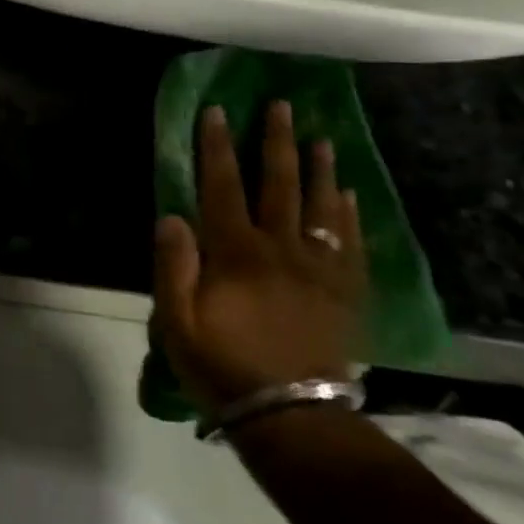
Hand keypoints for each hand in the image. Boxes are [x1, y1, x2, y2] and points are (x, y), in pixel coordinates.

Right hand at [151, 101, 365, 410]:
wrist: (292, 418)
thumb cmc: (222, 366)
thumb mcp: (176, 321)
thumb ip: (172, 265)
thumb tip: (172, 215)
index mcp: (235, 252)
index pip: (222, 185)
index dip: (217, 146)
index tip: (217, 111)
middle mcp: (280, 249)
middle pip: (278, 184)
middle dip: (276, 141)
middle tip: (282, 106)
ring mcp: (318, 270)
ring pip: (320, 207)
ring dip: (319, 169)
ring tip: (322, 138)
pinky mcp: (345, 294)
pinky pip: (351, 244)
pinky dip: (349, 215)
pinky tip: (348, 194)